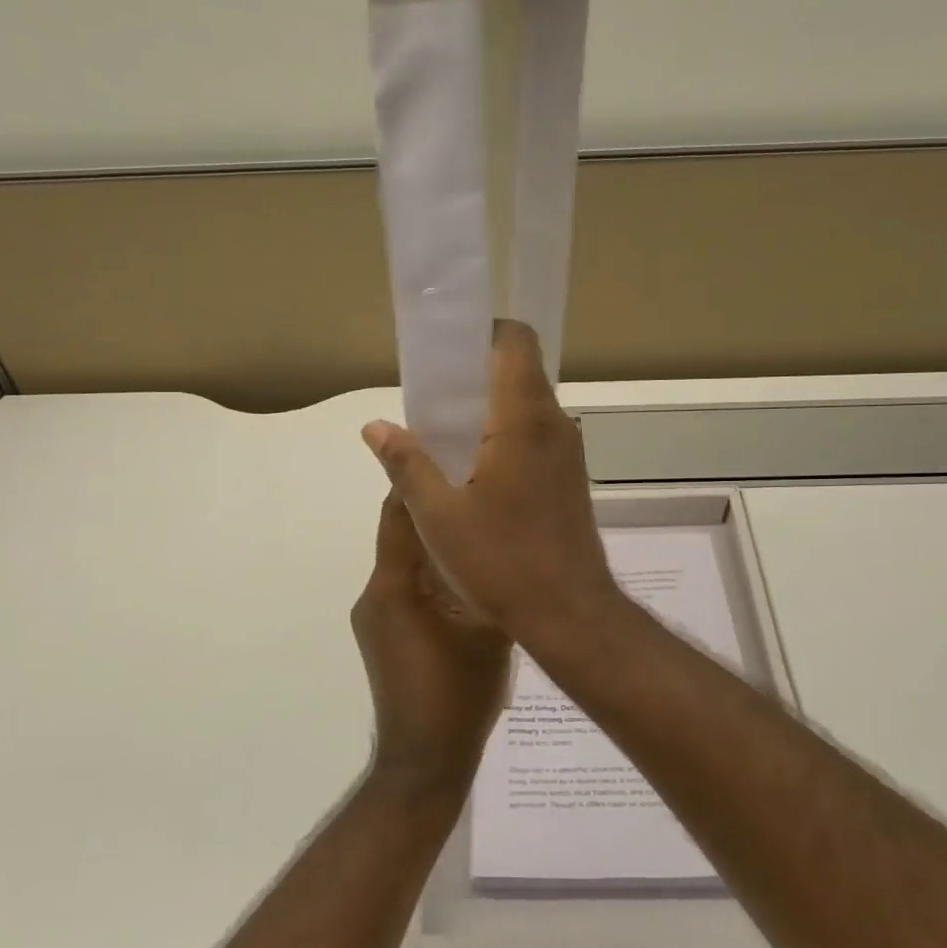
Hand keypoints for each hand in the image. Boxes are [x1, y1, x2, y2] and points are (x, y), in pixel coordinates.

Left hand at [352, 491, 512, 797]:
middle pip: (402, 535)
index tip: (452, 456)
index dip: (422, 482)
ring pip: (406, 563)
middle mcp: (375, 594)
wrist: (424, 761)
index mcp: (393, 585)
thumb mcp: (486, 629)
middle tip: (476, 490)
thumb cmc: (457, 693)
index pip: (400, 515)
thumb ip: (487, 580)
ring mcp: (376, 617)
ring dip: (436, 545)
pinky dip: (431, 575)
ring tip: (479, 530)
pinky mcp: (385, 637)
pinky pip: (407, 590)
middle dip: (434, 510)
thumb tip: (499, 542)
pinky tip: (467, 578)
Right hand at [360, 321, 619, 641]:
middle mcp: (555, 425)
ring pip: (527, 407)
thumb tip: (375, 426)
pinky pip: (535, 437)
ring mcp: (568, 453)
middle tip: (431, 401)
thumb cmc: (502, 562)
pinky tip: (474, 474)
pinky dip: (505, 437)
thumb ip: (406, 463)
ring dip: (489, 411)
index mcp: (524, 419)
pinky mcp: (570, 479)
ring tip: (445, 439)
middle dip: (474, 376)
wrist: (569, 614)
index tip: (446, 354)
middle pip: (518, 372)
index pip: (515, 341)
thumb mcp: (438, 515)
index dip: (481, 333)